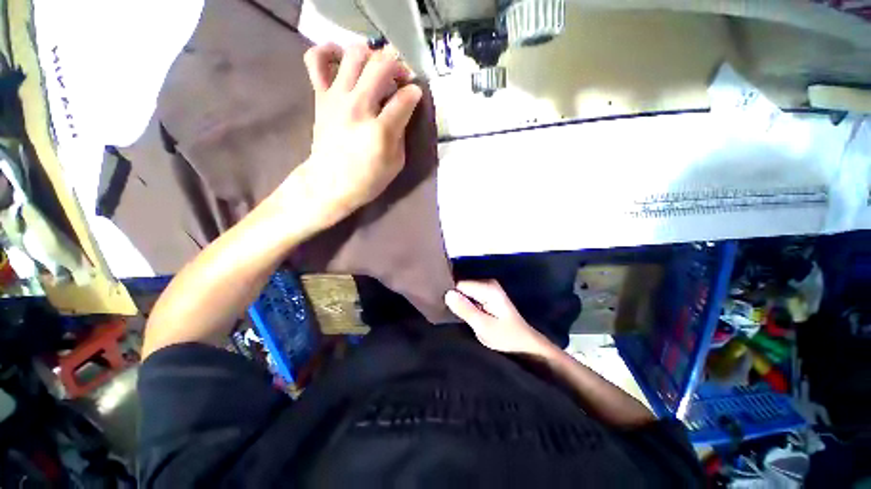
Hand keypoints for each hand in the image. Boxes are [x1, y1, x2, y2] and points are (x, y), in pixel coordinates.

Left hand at [287, 42, 422, 229]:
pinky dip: (328, 51)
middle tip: (401, 77)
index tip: (416, 95)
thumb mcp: (396, 163)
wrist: (329, 184)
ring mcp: (337, 98)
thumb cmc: (367, 179)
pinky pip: (316, 60)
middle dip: (398, 66)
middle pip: (382, 66)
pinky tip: (341, 58)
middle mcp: (359, 107)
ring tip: (377, 68)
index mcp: (381, 131)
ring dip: (372, 54)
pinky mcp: (321, 96)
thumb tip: (403, 109)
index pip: (406, 98)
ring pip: (355, 55)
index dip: (415, 93)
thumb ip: (401, 133)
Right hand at [445, 280, 553, 355]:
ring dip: (459, 301)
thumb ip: (465, 309)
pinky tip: (463, 312)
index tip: (444, 308)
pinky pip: (469, 295)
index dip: (450, 295)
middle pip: (461, 285)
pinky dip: (464, 303)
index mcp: (488, 288)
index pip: (459, 284)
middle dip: (454, 298)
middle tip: (450, 313)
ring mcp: (487, 288)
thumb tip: (447, 294)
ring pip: (464, 290)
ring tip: (455, 314)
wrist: (524, 343)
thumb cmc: (506, 336)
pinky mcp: (486, 294)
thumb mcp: (483, 326)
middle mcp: (487, 283)